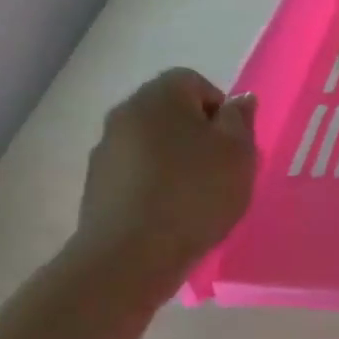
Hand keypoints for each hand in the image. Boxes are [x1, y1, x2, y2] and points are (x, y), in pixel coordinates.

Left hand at [70, 68, 256, 300]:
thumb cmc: (195, 193)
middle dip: (198, 136)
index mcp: (160, 95)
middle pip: (172, 113)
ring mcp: (106, 151)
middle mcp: (126, 113)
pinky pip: (137, 174)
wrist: (130, 256)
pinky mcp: (97, 186)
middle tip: (221, 169)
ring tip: (197, 197)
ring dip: (176, 161)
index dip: (221, 110)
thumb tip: (239, 100)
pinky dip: (156, 185)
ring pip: (154, 144)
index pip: (195, 82)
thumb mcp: (238, 152)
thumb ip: (240, 119)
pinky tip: (171, 214)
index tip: (233, 144)